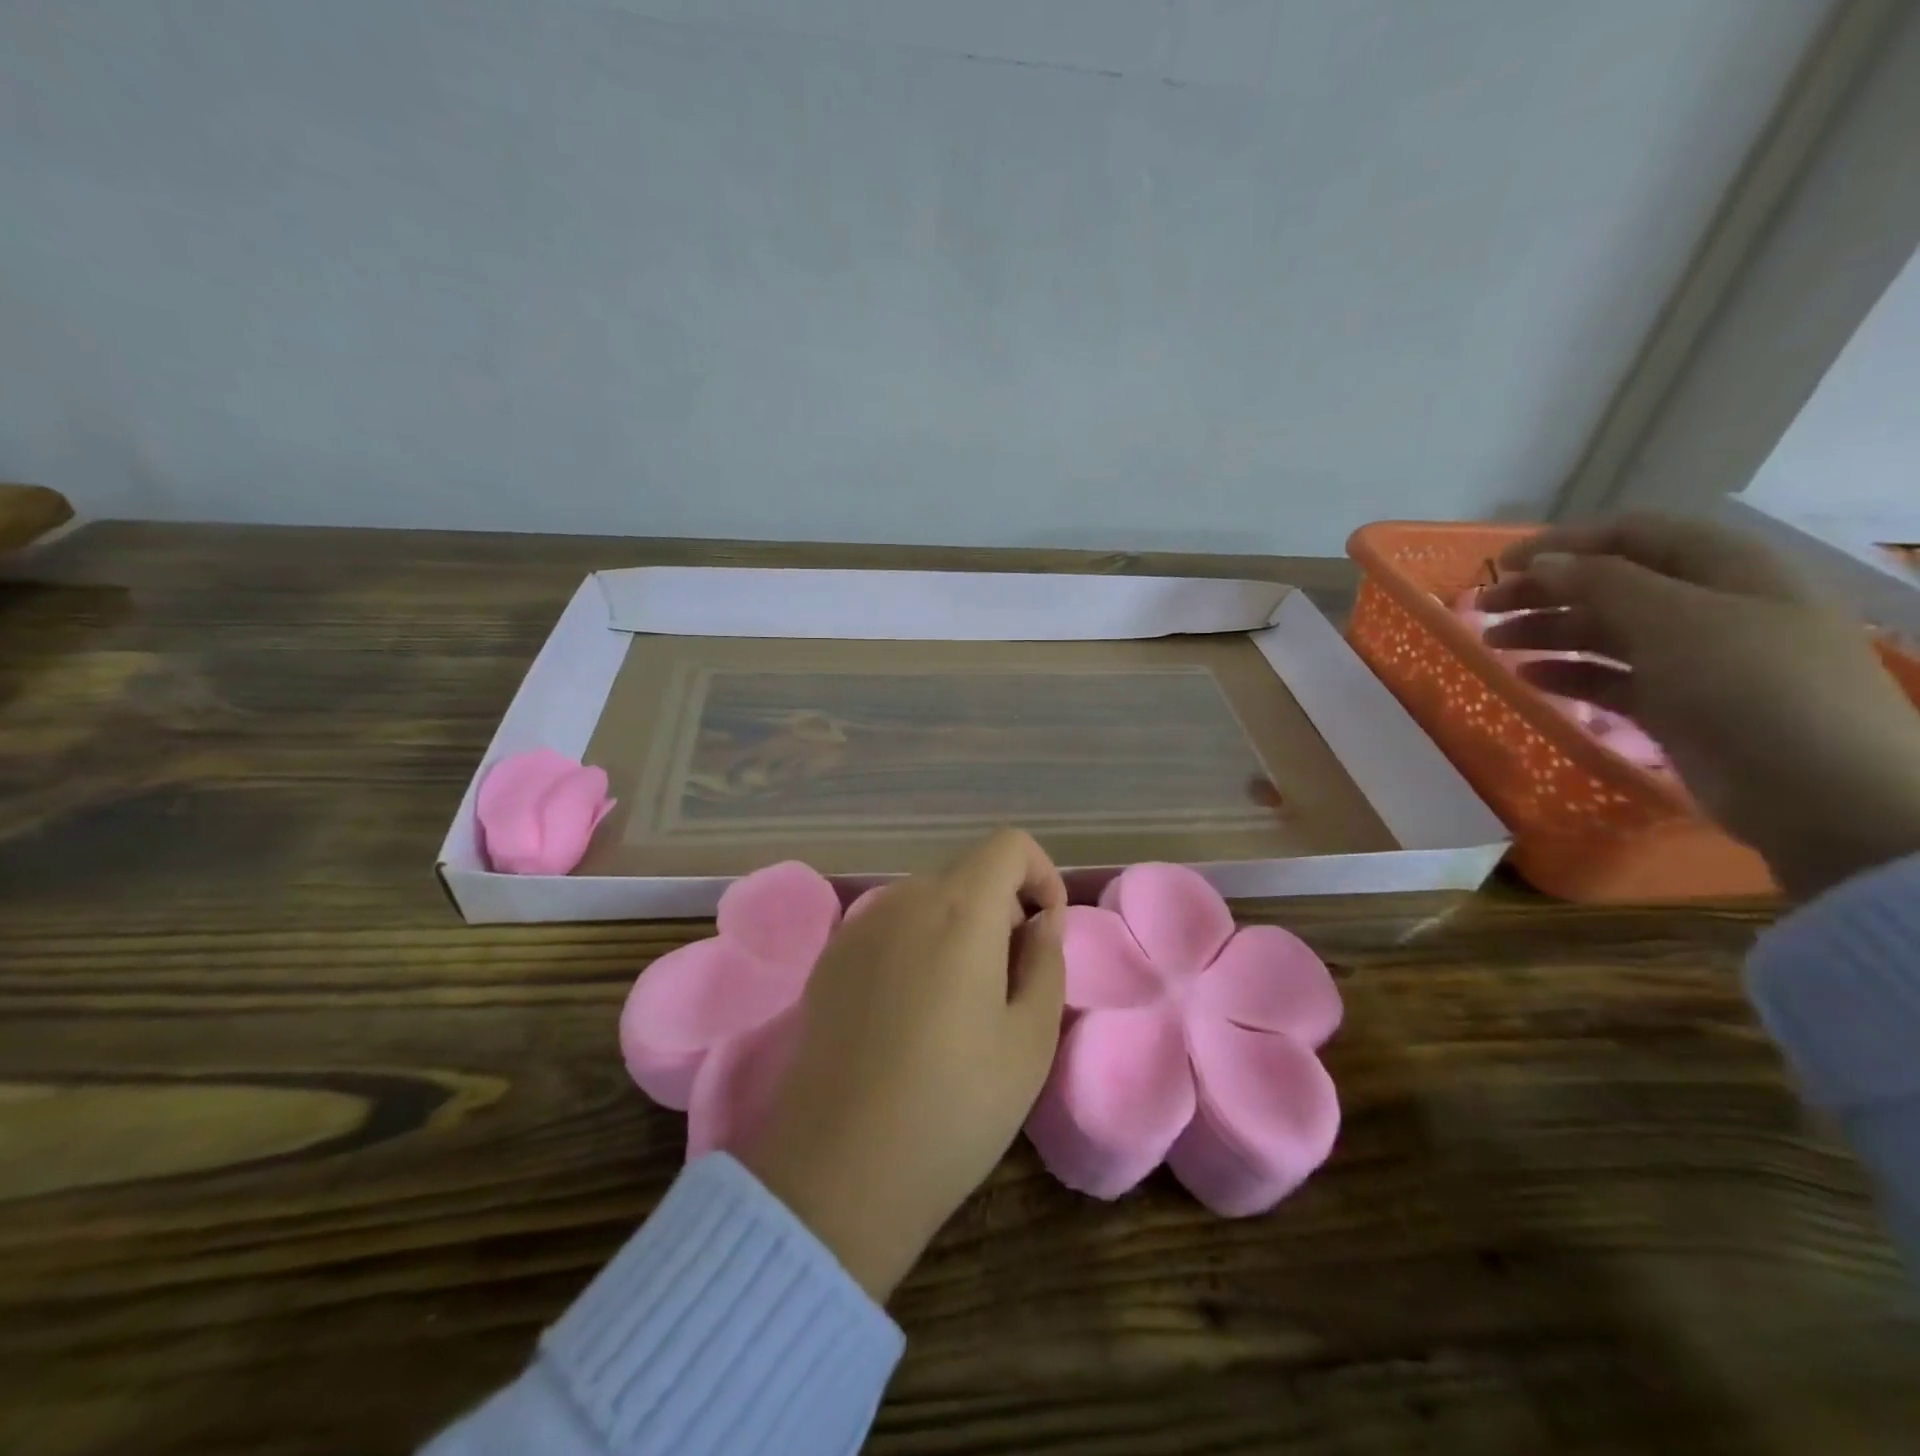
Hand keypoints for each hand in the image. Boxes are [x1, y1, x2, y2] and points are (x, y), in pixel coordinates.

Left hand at [738, 828, 1068, 1301]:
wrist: (838, 1170)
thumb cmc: (954, 1106)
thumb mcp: (1030, 1039)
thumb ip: (1046, 960)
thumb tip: (1041, 920)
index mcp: (959, 909)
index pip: (1009, 844)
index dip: (1039, 875)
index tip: (1044, 933)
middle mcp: (903, 899)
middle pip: (967, 874)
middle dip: (1001, 910)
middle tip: (1009, 984)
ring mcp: (858, 926)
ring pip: (927, 901)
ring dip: (957, 929)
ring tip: (959, 1005)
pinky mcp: (829, 958)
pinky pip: (889, 928)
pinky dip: (915, 946)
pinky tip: (909, 1015)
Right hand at [1481, 513, 1919, 898]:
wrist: (1819, 789)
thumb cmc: (1750, 685)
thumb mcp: (1675, 618)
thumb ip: (1602, 583)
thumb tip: (1541, 562)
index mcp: (1724, 568)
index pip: (1633, 535)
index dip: (1565, 543)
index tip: (1501, 564)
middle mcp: (1708, 605)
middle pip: (1611, 583)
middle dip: (1544, 590)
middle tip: (1483, 607)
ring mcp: (1693, 658)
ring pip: (1604, 632)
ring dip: (1546, 631)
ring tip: (1493, 642)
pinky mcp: (1676, 705)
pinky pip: (1609, 678)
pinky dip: (1567, 674)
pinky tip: (1528, 678)